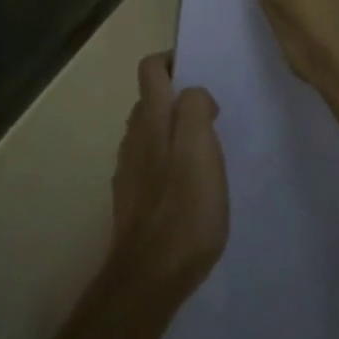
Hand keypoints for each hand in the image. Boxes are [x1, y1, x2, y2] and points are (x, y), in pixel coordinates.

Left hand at [108, 53, 229, 304]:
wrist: (150, 276)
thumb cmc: (184, 209)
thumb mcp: (202, 150)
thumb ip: (196, 110)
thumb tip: (193, 94)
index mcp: (151, 119)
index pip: (151, 68)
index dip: (173, 61)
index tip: (199, 74)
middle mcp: (133, 136)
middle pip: (150, 99)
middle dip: (177, 98)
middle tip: (211, 117)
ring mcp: (128, 168)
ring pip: (149, 131)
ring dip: (173, 130)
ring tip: (204, 152)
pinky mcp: (130, 197)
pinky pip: (149, 162)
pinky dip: (167, 160)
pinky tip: (187, 185)